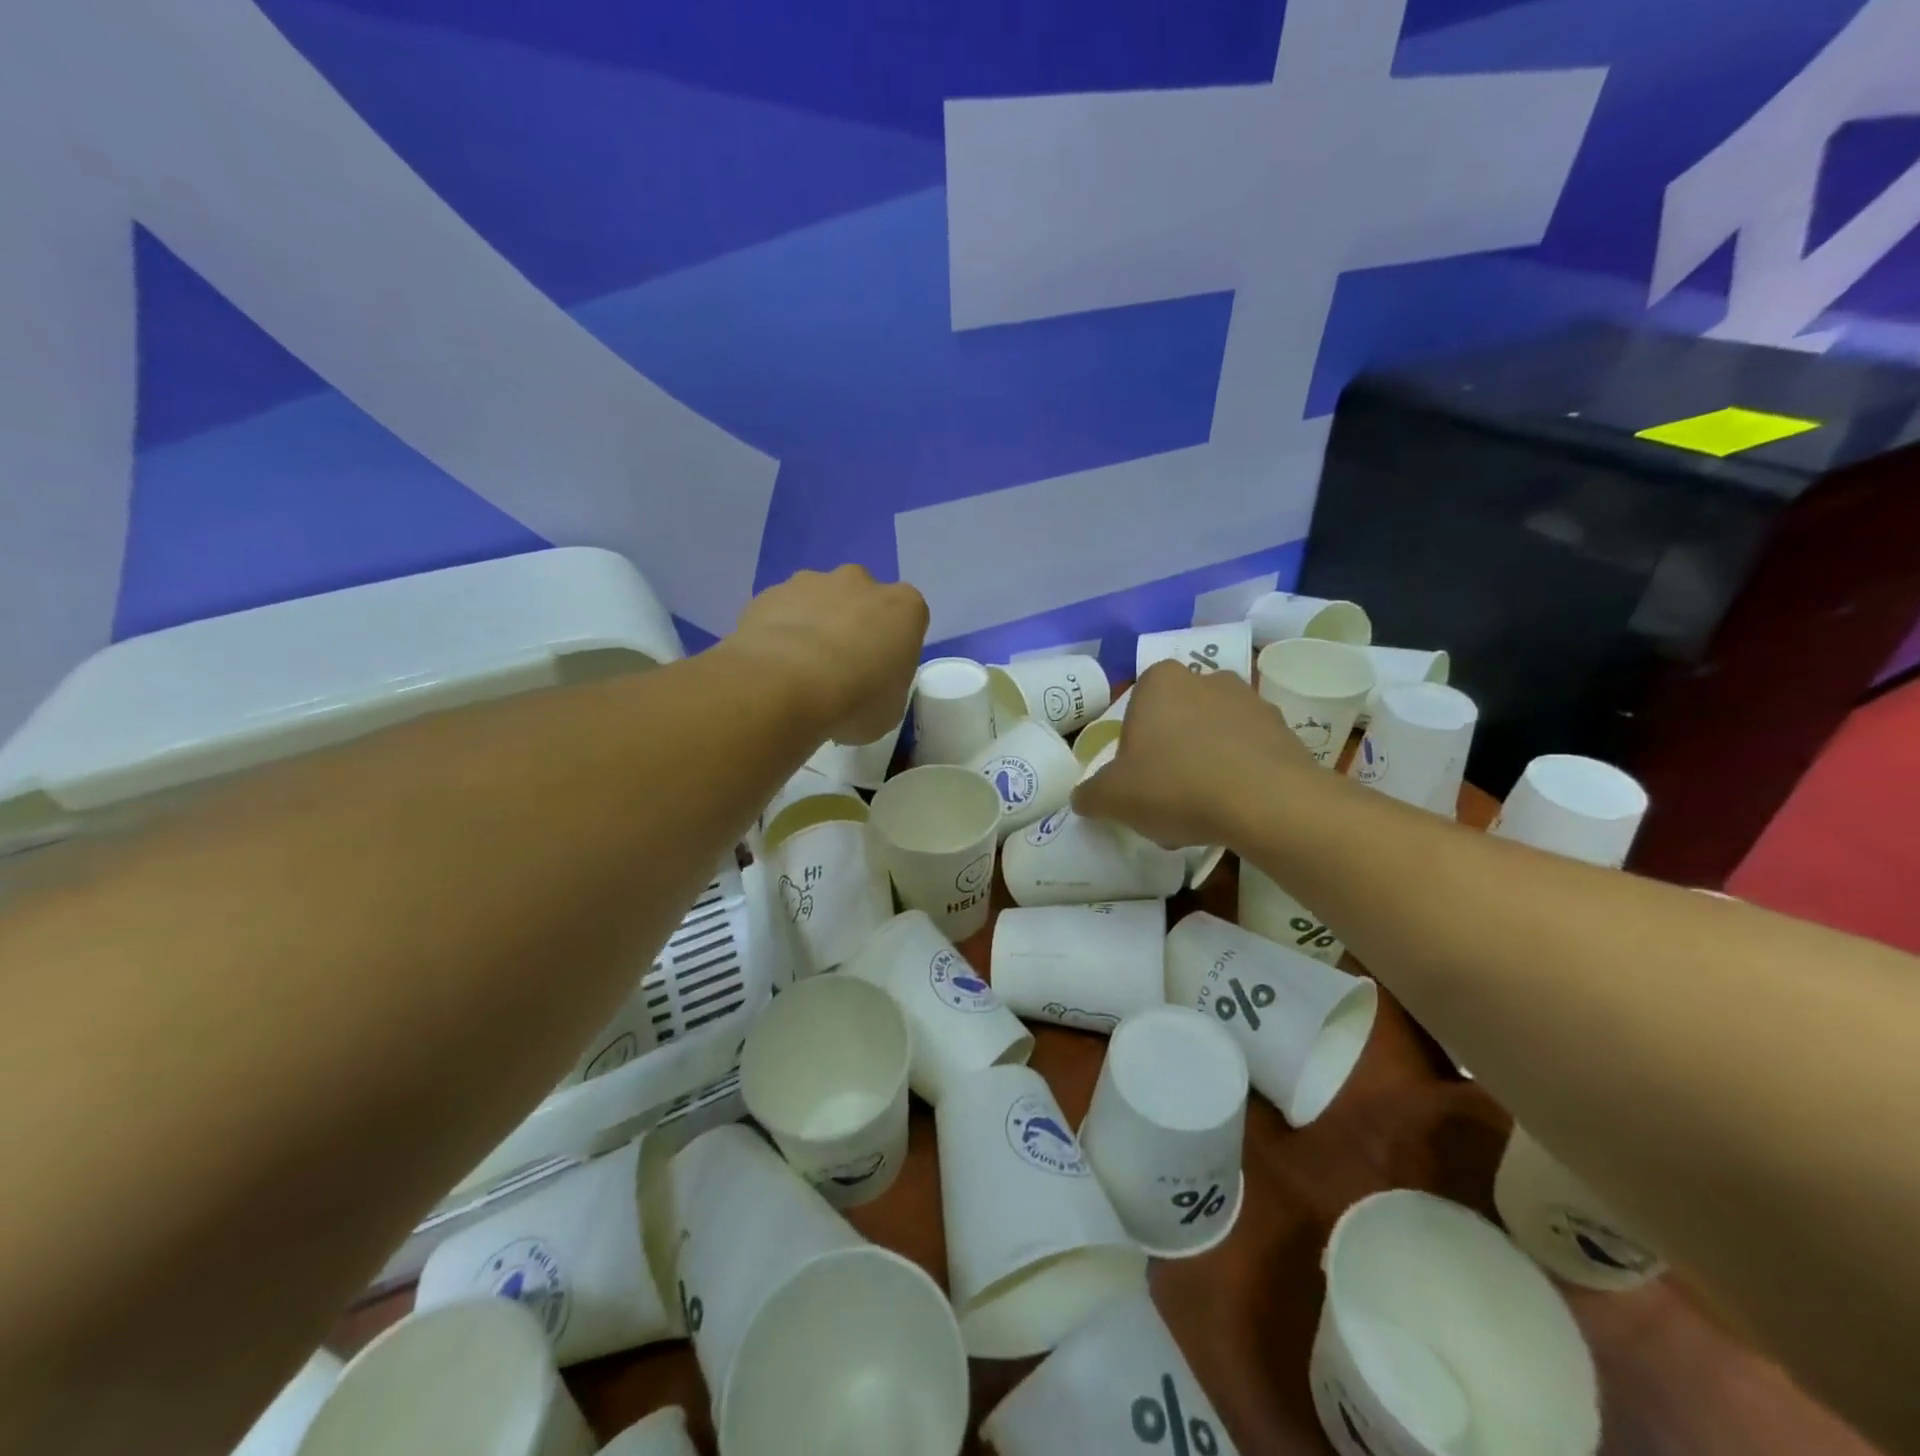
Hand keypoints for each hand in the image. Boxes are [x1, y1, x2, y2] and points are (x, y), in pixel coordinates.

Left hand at [732, 566, 928, 743]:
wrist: (784, 686)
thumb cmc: (855, 700)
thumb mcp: (890, 709)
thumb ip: (886, 687)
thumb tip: (868, 687)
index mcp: (904, 606)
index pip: (908, 618)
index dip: (893, 645)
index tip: (881, 673)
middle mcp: (860, 582)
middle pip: (862, 599)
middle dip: (853, 624)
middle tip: (841, 668)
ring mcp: (811, 582)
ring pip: (818, 600)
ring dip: (814, 625)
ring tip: (800, 670)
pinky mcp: (770, 593)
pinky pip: (781, 612)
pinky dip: (779, 632)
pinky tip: (772, 666)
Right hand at [1072, 661, 1316, 847]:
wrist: (1267, 804)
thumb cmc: (1175, 786)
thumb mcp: (1112, 798)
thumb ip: (1090, 795)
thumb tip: (1084, 797)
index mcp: (1160, 681)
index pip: (1135, 711)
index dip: (1132, 751)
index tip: (1136, 783)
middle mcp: (1207, 679)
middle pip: (1175, 723)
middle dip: (1169, 756)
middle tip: (1165, 800)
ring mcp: (1251, 702)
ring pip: (1213, 738)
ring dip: (1204, 767)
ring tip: (1202, 813)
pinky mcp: (1285, 731)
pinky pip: (1248, 755)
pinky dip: (1238, 778)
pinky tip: (1233, 812)